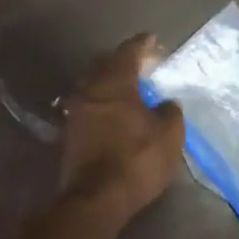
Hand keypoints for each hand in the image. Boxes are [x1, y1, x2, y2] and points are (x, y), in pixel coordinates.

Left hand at [58, 35, 184, 220]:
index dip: (142, 44)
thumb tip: (165, 103)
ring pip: (92, 85)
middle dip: (122, 61)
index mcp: (114, 82)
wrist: (95, 198)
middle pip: (104, 64)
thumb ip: (169, 111)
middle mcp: (89, 89)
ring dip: (109, 82)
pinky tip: (114, 112)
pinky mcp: (69, 133)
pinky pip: (87, 106)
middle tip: (141, 64)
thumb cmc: (137, 159)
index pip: (128, 52)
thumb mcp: (169, 134)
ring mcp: (75, 111)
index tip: (152, 40)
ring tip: (129, 89)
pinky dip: (102, 103)